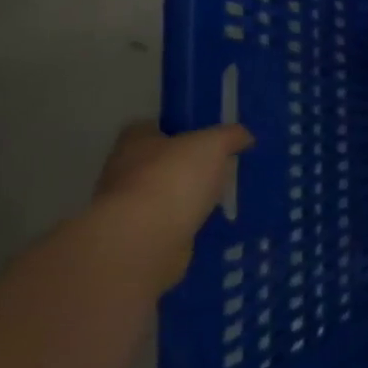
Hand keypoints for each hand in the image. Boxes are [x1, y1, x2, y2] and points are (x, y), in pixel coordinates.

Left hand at [89, 121, 252, 287]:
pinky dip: (188, 223)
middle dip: (187, 166)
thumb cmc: (174, 178)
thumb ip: (231, 135)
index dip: (181, 130)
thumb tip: (244, 137)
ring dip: (187, 197)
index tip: (208, 138)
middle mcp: (124, 172)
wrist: (145, 240)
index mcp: (134, 142)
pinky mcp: (139, 237)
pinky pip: (170, 223)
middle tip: (222, 167)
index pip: (154, 127)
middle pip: (160, 162)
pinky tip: (212, 223)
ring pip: (165, 195)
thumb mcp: (213, 144)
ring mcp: (128, 208)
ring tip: (223, 197)